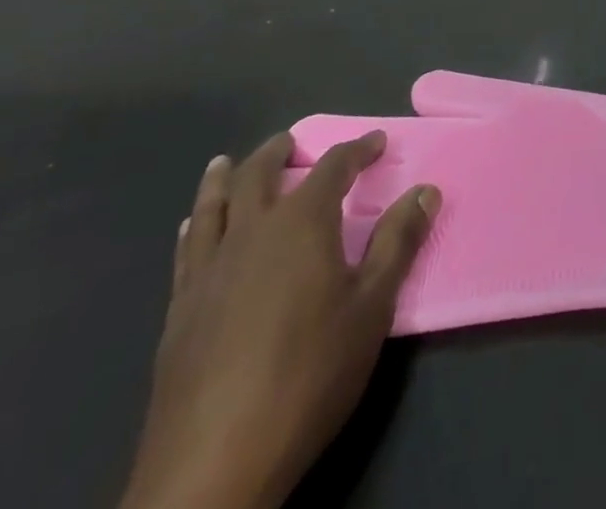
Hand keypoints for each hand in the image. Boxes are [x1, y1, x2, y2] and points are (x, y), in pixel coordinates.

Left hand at [121, 133, 439, 508]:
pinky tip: (194, 227)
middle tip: (293, 141)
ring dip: (224, 178)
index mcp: (301, 224)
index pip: (333, 167)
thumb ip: (397, 243)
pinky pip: (186, 250)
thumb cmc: (308, 375)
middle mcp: (251, 233)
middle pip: (259, 174)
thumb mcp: (371, 308)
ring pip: (212, 205)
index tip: (376, 141)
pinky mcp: (180, 310)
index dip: (357, 149)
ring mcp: (208, 271)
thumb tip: (426, 190)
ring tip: (227, 162)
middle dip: (280, 152)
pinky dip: (195, 225)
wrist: (212, 464)